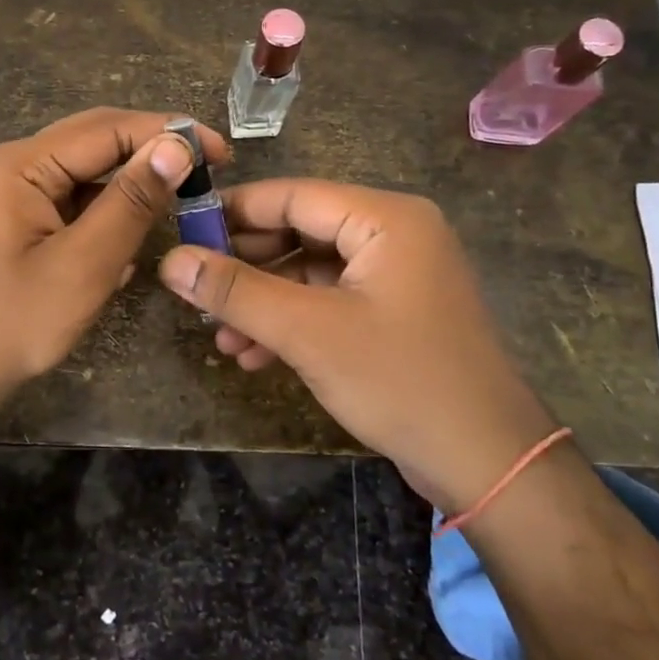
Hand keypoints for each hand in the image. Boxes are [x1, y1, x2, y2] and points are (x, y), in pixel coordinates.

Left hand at [0, 107, 228, 416]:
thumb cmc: (11, 324)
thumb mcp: (83, 265)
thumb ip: (131, 202)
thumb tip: (177, 146)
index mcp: (21, 165)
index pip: (107, 128)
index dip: (167, 133)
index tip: (221, 153)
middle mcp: (13, 165)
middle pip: (95, 142)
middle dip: (151, 153)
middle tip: (206, 173)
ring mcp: (11, 193)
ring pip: (86, 173)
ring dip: (130, 187)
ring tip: (176, 206)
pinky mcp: (15, 220)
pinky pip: (71, 202)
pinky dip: (105, 214)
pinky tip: (127, 242)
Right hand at [157, 179, 555, 512]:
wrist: (488, 463)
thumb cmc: (400, 380)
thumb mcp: (308, 333)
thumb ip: (237, 292)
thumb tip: (171, 261)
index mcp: (385, 218)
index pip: (293, 195)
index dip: (234, 212)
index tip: (183, 234)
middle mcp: (394, 234)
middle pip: (300, 232)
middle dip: (247, 268)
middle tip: (197, 291)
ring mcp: (396, 276)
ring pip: (311, 272)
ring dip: (264, 303)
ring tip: (221, 338)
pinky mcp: (394, 313)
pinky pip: (330, 301)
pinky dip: (293, 324)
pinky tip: (253, 356)